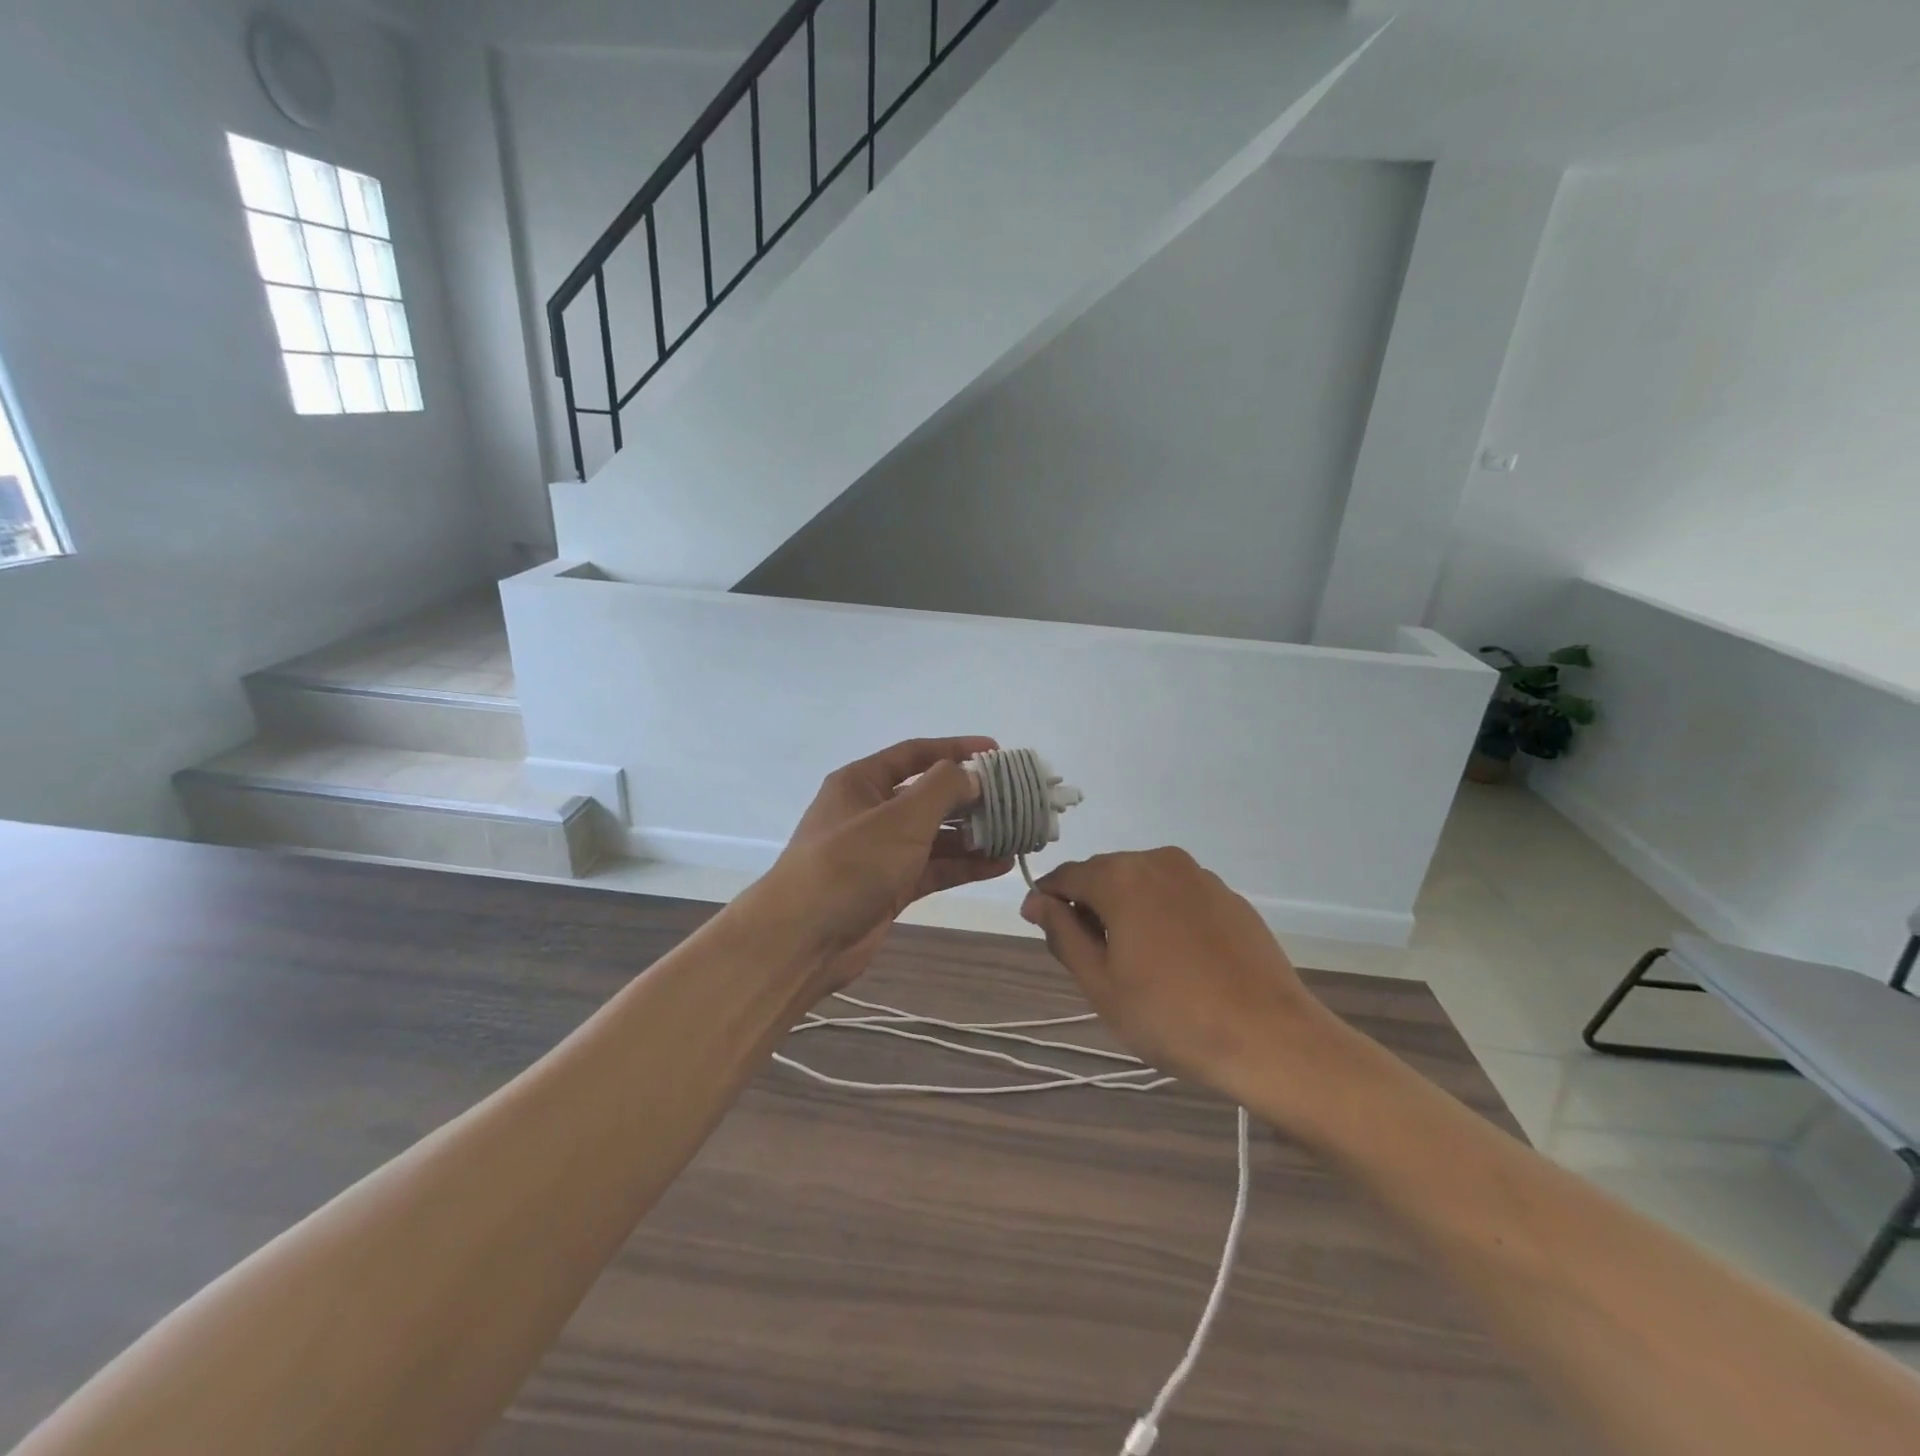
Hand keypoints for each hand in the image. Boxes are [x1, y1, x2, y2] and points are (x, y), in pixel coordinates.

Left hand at [772, 738, 1013, 987]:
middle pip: (929, 795)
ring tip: (1017, 834)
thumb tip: (971, 776)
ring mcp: (880, 852)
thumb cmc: (850, 863)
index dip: (956, 749)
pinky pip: (933, 868)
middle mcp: (871, 812)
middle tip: (1015, 800)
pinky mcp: (889, 887)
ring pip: (935, 835)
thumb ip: (942, 789)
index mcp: (862, 782)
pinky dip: (963, 865)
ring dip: (973, 834)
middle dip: (971, 797)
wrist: (803, 938)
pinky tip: (999, 864)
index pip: (915, 754)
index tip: (997, 752)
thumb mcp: (900, 817)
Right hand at [1020, 848, 1353, 1107]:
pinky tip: (1175, 959)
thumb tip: (1036, 900)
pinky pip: (1177, 894)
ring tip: (1136, 962)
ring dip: (1127, 910)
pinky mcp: (1228, 896)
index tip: (1044, 932)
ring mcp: (1199, 875)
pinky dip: (1162, 915)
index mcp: (1120, 877)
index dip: (1048, 901)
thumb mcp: (1100, 983)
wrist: (1270, 1038)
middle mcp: (1158, 861)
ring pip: (1142, 883)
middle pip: (1105, 874)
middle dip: (1089, 906)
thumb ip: (1062, 933)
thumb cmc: (1171, 1016)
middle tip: (1092, 959)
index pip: (1066, 876)